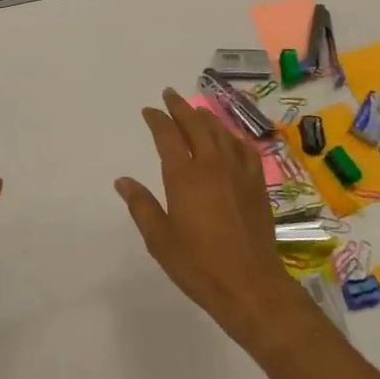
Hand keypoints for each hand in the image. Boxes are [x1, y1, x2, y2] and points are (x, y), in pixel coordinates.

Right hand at [116, 88, 309, 349]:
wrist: (250, 283)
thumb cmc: (198, 265)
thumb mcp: (160, 239)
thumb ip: (141, 205)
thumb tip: (122, 181)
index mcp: (184, 176)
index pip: (167, 135)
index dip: (157, 119)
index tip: (149, 110)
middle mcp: (212, 164)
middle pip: (196, 124)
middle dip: (180, 107)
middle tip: (170, 95)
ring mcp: (238, 170)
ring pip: (221, 131)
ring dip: (205, 117)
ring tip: (196, 110)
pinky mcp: (257, 182)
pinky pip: (244, 147)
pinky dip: (232, 136)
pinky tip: (230, 137)